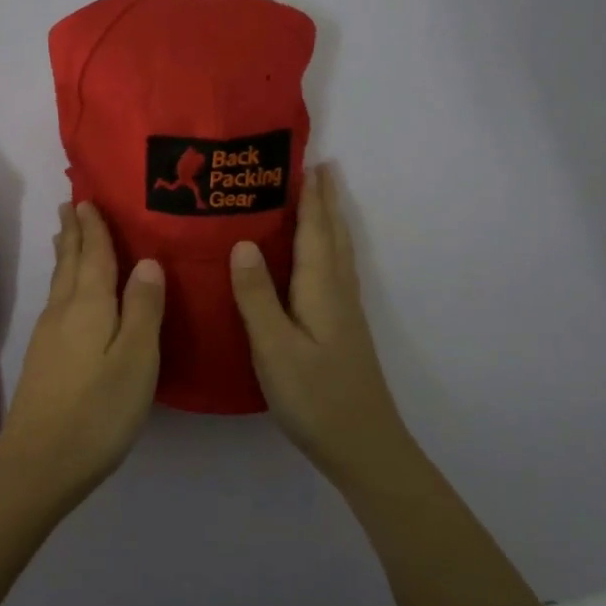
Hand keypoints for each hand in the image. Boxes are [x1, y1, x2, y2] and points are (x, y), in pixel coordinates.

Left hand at [0, 202, 164, 507]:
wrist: (39, 462)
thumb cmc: (98, 410)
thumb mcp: (136, 360)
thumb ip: (144, 309)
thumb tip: (148, 262)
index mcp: (90, 306)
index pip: (95, 255)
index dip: (94, 227)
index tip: (88, 198)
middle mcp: (65, 311)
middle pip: (71, 262)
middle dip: (74, 232)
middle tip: (71, 204)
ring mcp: (49, 335)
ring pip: (60, 281)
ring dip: (66, 254)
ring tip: (66, 235)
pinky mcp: (43, 357)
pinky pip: (57, 300)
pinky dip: (63, 281)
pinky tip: (66, 293)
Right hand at [229, 164, 419, 488]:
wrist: (363, 446)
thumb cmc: (314, 397)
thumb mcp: (274, 348)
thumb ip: (257, 295)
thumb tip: (242, 241)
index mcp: (321, 289)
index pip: (315, 230)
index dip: (311, 196)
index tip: (306, 159)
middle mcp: (338, 291)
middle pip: (333, 234)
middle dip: (326, 199)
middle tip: (318, 165)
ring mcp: (345, 311)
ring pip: (338, 251)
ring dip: (331, 219)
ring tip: (321, 197)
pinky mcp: (343, 328)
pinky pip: (336, 269)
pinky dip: (330, 246)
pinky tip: (321, 256)